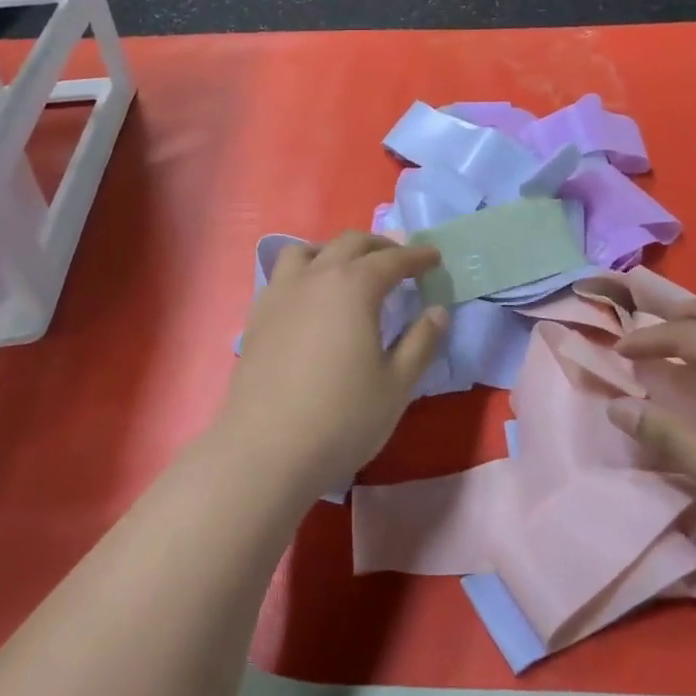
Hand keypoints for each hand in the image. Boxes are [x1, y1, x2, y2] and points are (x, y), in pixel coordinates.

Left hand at [220, 233, 448, 496]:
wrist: (267, 451)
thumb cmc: (343, 418)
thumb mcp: (397, 384)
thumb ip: (421, 342)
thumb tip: (437, 311)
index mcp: (354, 287)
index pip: (392, 259)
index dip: (417, 257)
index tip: (434, 258)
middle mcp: (314, 278)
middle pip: (349, 244)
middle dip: (379, 246)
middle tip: (400, 261)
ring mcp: (280, 295)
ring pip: (306, 251)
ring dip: (334, 251)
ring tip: (348, 270)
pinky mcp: (257, 317)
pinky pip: (282, 276)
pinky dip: (305, 272)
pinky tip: (311, 299)